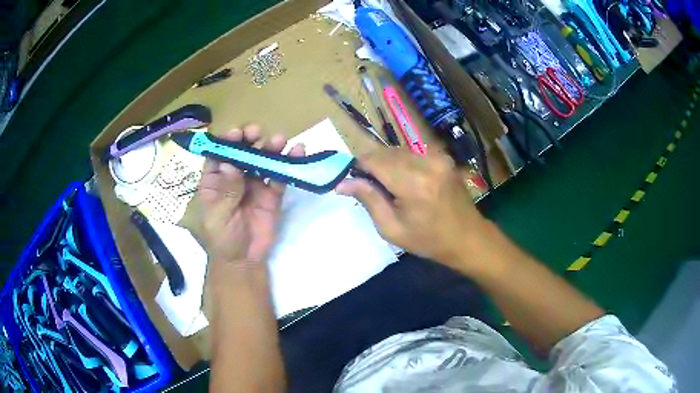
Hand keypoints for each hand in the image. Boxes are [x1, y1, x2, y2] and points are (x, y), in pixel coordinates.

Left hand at [197, 125, 304, 264]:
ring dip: (270, 148)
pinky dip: (288, 164)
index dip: (226, 142)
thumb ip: (226, 191)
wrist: (244, 260)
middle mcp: (235, 177)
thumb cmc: (222, 238)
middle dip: (249, 140)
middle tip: (257, 133)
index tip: (236, 133)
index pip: (219, 155)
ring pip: (262, 160)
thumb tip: (230, 163)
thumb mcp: (218, 216)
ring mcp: (255, 184)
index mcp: (215, 181)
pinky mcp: (272, 193)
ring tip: (280, 140)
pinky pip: (279, 176)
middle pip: (242, 153)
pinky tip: (297, 153)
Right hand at [336, 148, 488, 271]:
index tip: (354, 180)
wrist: (468, 238)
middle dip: (372, 164)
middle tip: (371, 187)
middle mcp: (426, 163)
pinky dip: (403, 162)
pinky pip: (413, 152)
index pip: (373, 159)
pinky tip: (407, 181)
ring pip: (398, 149)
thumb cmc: (429, 240)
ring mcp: (438, 157)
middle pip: (385, 151)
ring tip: (390, 186)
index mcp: (413, 184)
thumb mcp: (392, 229)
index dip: (358, 166)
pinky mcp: (443, 157)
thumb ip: (369, 200)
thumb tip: (342, 182)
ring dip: (387, 163)